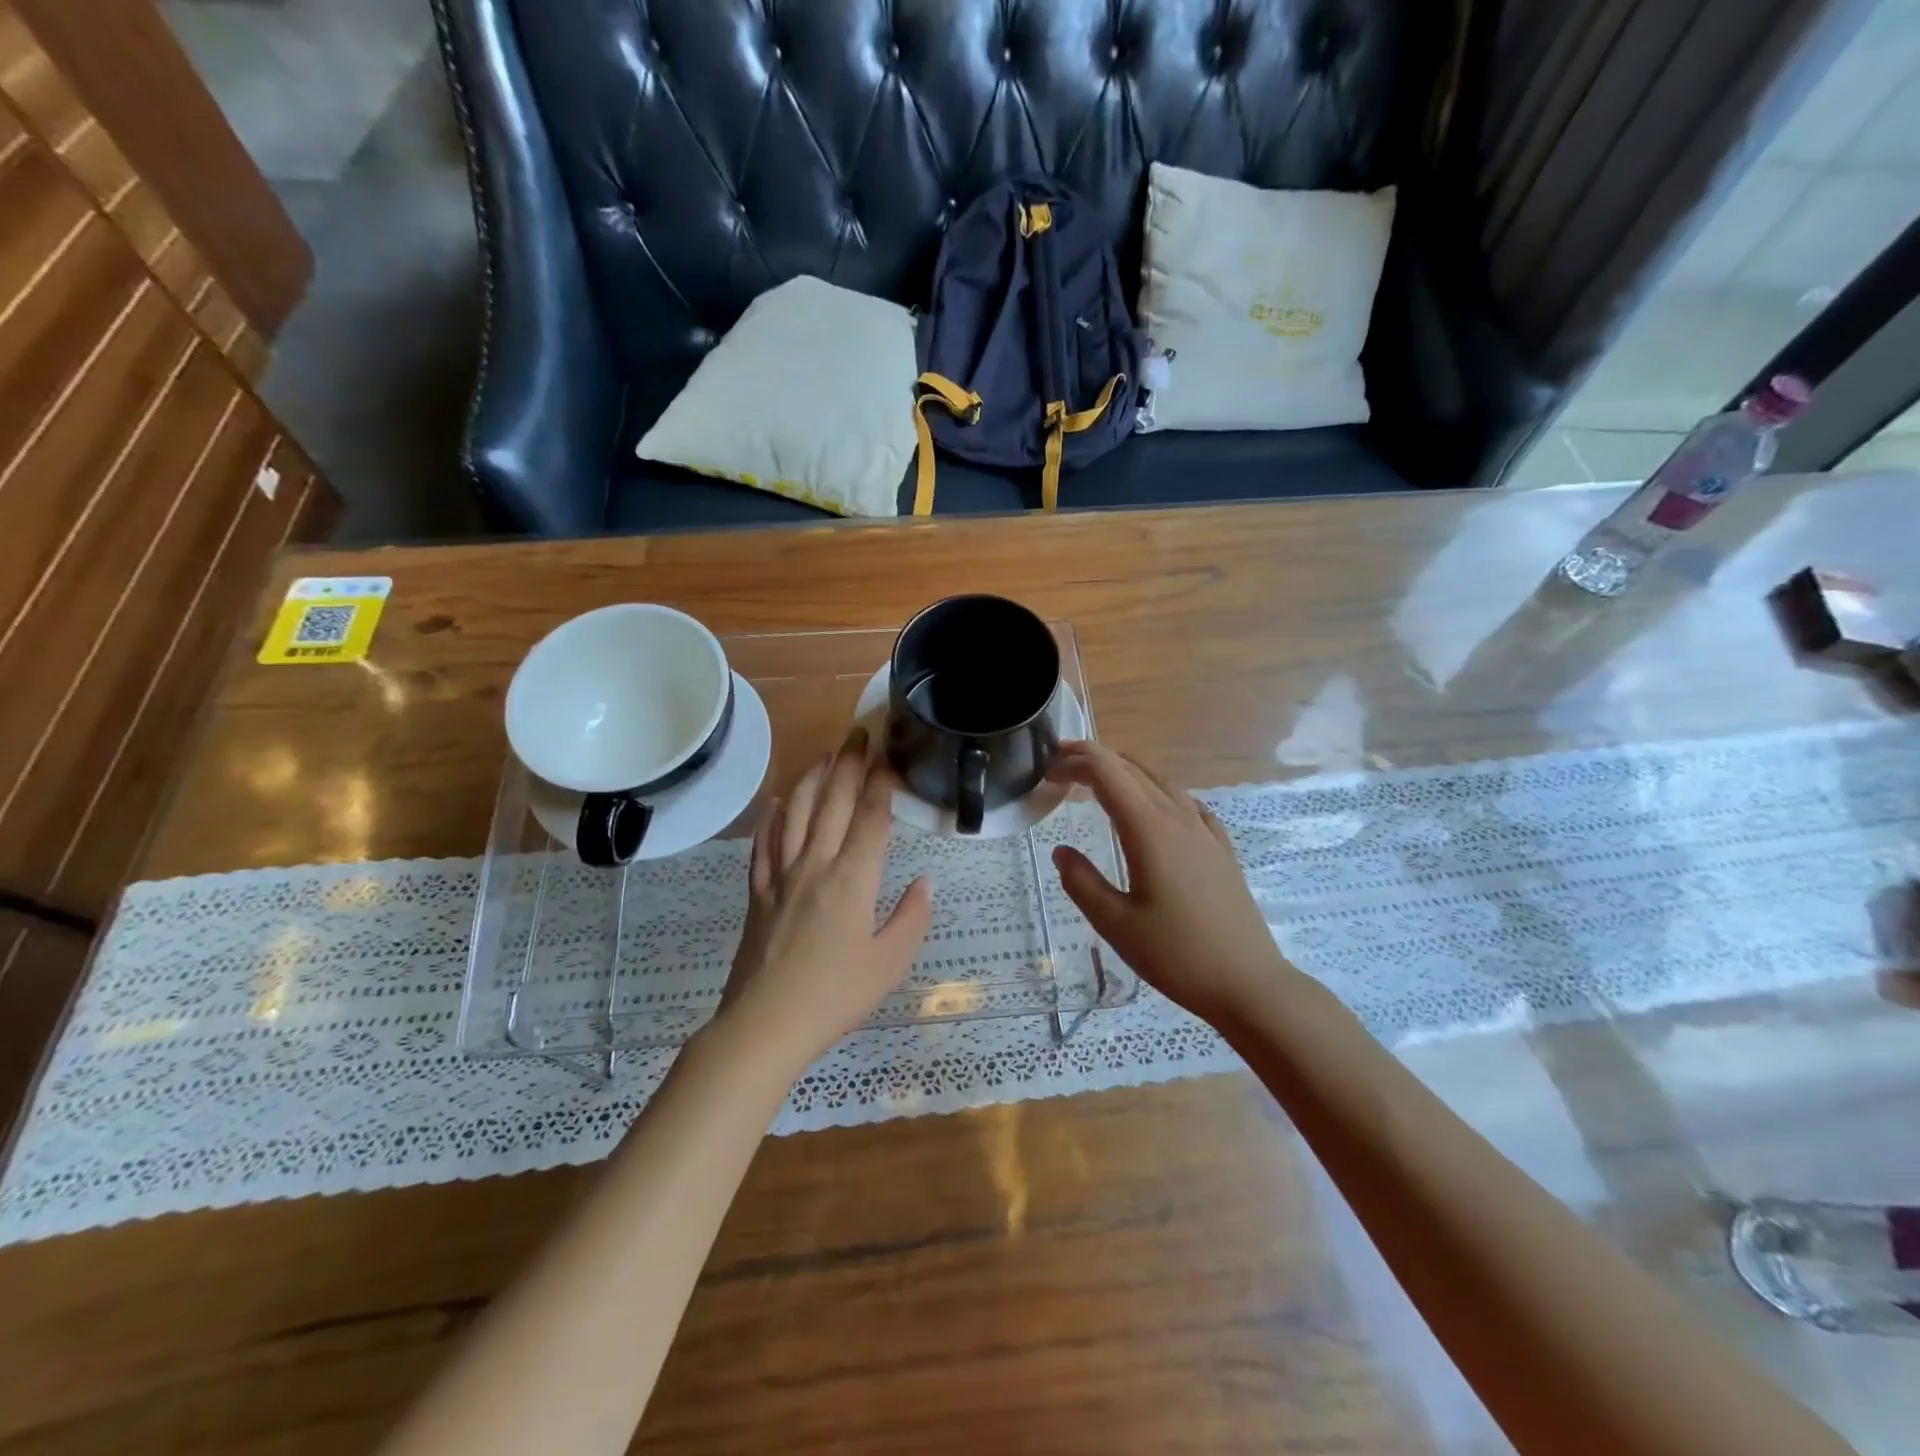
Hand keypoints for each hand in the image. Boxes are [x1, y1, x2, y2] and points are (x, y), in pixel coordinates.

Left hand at [717, 728, 933, 1067]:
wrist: (765, 1024)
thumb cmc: (835, 996)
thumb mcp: (889, 963)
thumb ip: (912, 918)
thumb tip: (926, 881)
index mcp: (852, 880)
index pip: (870, 819)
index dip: (880, 784)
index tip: (887, 756)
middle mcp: (815, 865)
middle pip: (831, 803)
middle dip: (847, 764)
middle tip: (857, 733)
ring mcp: (781, 876)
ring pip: (794, 814)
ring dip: (810, 779)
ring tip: (822, 754)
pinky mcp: (757, 892)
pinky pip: (764, 844)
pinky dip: (771, 817)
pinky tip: (777, 801)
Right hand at [1049, 741, 1292, 1025]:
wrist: (1247, 983)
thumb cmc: (1176, 955)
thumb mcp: (1115, 924)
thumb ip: (1082, 882)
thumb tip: (1061, 851)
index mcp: (1149, 829)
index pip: (1107, 772)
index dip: (1075, 761)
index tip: (1048, 768)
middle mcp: (1178, 818)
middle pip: (1132, 770)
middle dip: (1094, 761)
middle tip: (1060, 772)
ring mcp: (1204, 831)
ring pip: (1161, 781)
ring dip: (1126, 772)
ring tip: (1098, 782)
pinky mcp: (1220, 849)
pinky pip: (1186, 803)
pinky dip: (1159, 792)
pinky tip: (1154, 809)